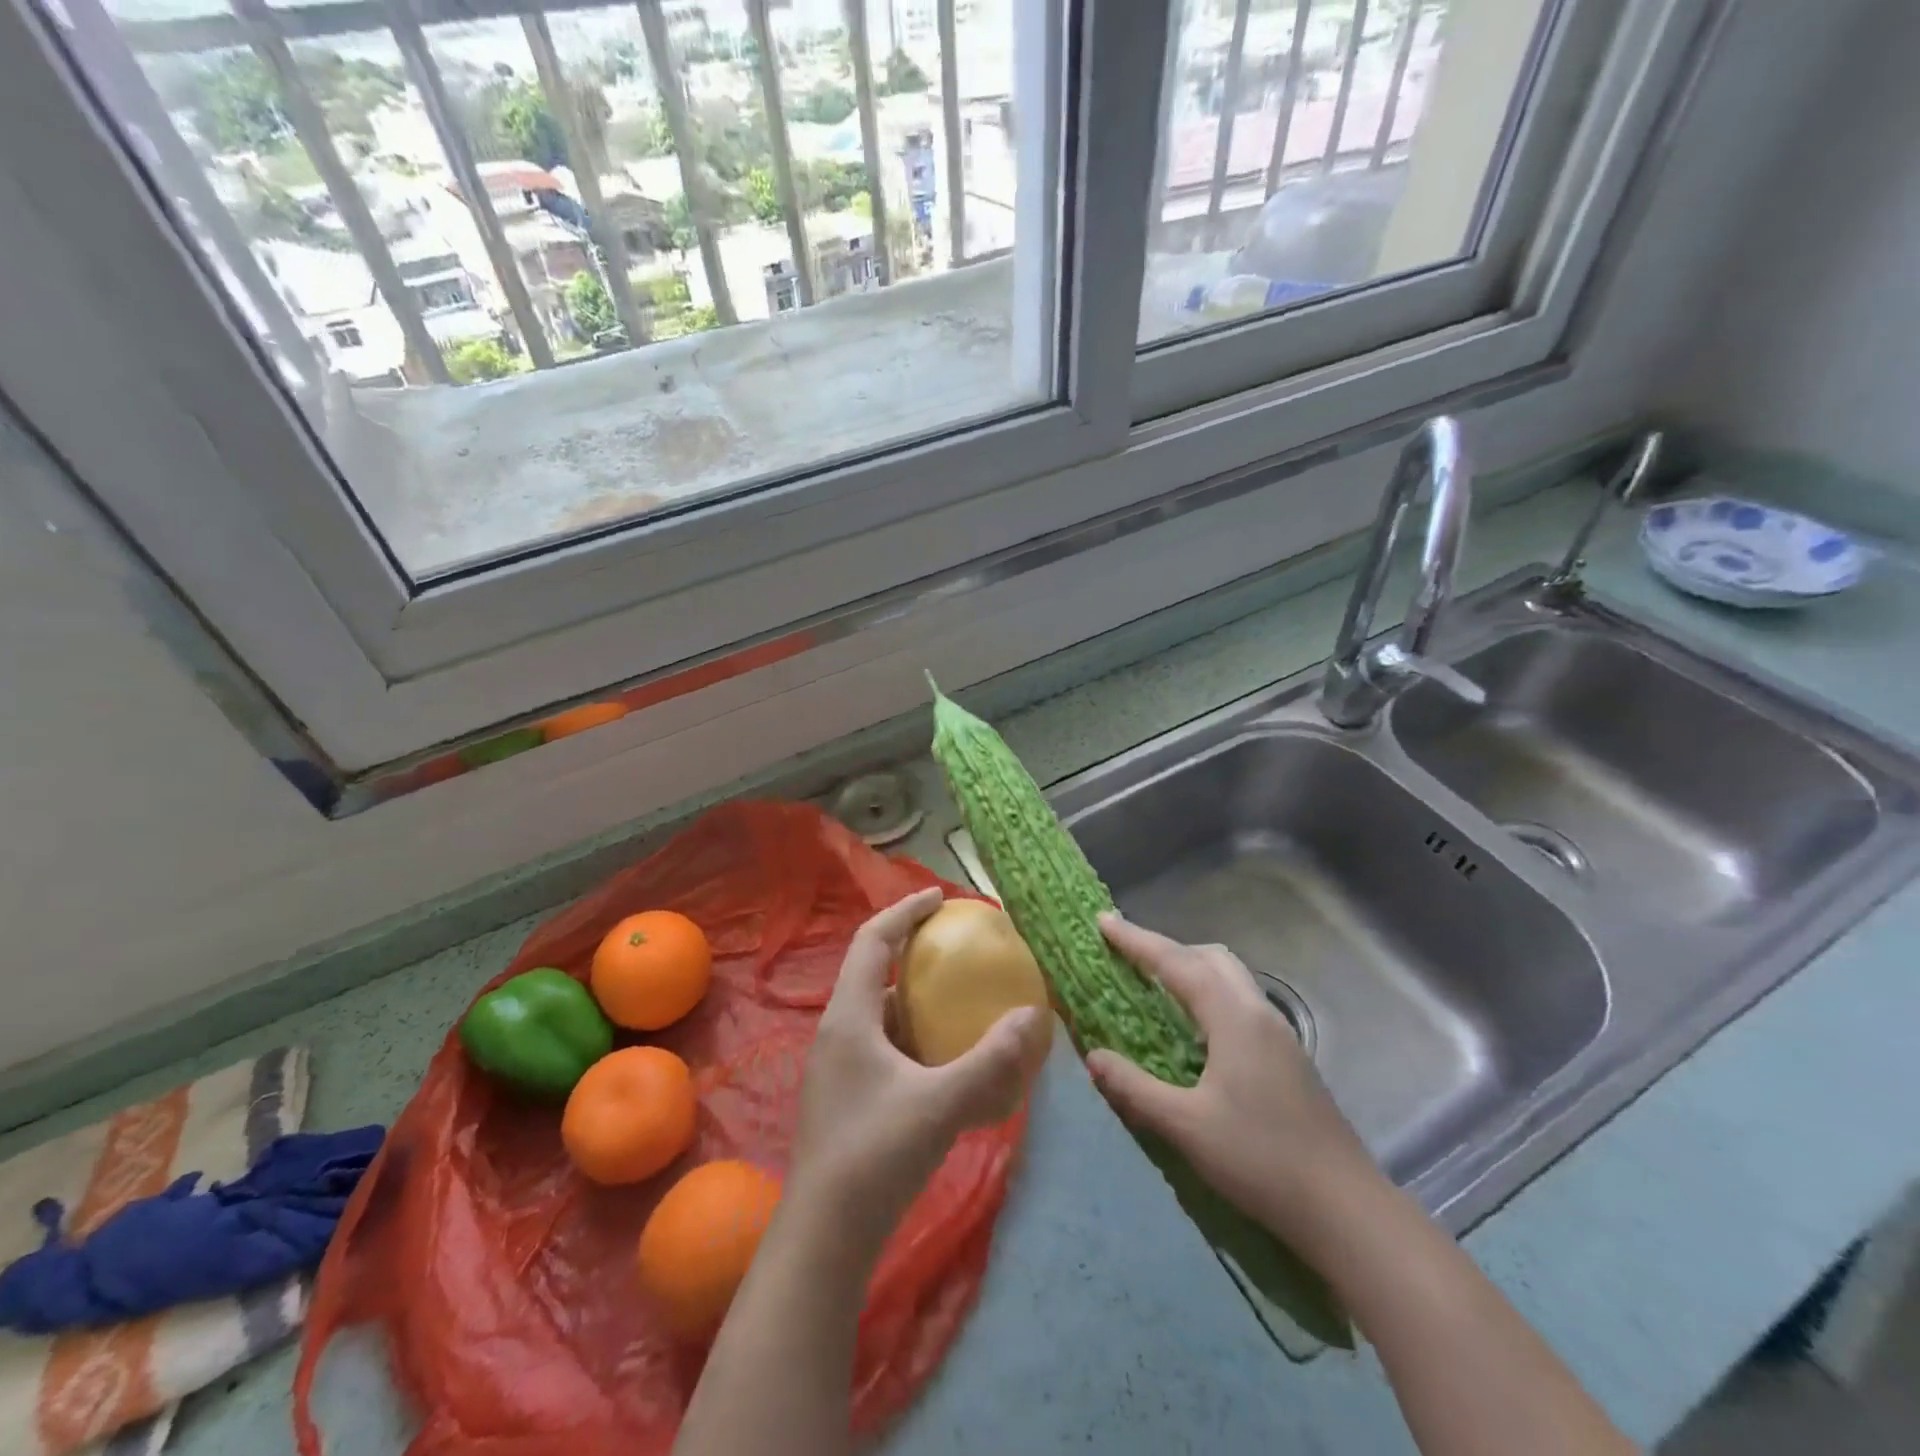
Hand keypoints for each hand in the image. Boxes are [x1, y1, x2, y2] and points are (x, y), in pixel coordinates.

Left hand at [787, 888, 1051, 1257]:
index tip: (940, 897)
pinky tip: (946, 1056)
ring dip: (913, 995)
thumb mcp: (940, 1105)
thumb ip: (990, 1062)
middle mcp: (839, 1031)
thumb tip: (1034, 1016)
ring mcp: (840, 1065)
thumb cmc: (874, 1156)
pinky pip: (884, 1044)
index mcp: (849, 1017)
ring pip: (879, 1010)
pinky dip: (914, 1034)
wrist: (824, 1238)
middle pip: (872, 969)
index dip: (904, 911)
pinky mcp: (848, 1095)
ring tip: (956, 995)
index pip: (872, 939)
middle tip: (954, 943)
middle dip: (911, 949)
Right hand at [1085, 913, 1379, 1243]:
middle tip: (1128, 956)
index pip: (1176, 962)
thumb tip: (1093, 1056)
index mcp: (1233, 1018)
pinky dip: (1208, 993)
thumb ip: (1134, 1088)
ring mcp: (1278, 1034)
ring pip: (1229, 977)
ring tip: (1155, 986)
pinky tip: (1194, 1029)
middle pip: (1208, 958)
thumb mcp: (1185, 1127)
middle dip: (1166, 948)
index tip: (1103, 921)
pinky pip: (1239, 1001)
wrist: (1344, 1208)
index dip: (1136, 940)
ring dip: (1190, 969)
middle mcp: (1258, 1012)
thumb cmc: (1260, 1160)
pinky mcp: (1287, 1056)